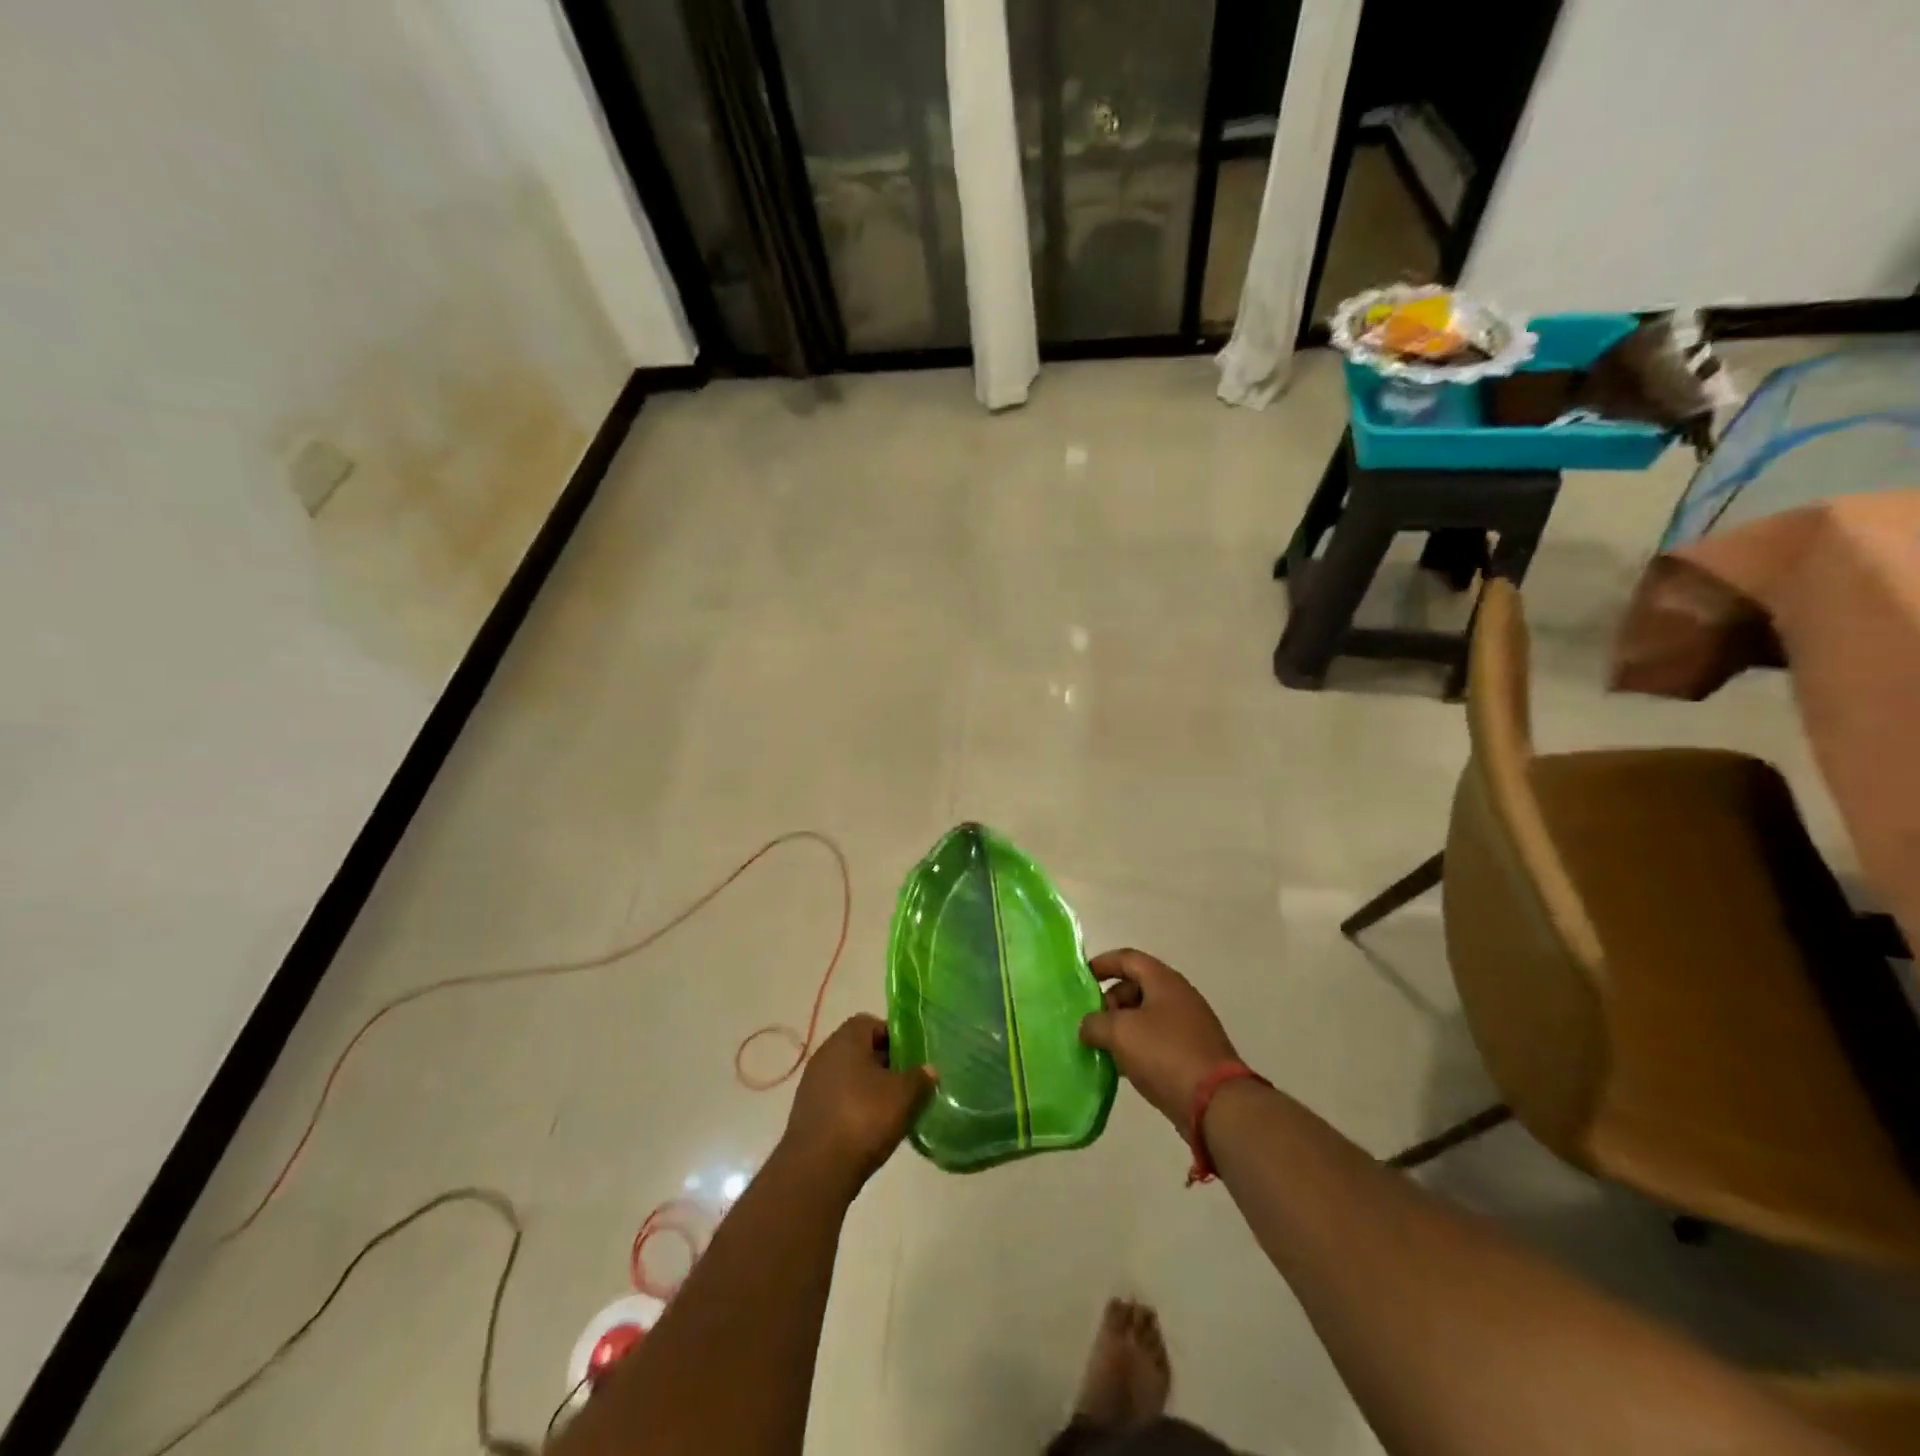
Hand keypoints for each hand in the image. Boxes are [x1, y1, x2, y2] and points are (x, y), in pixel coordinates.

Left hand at [782, 1015, 933, 1190]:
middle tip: (905, 1084)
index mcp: (846, 1040)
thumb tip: (929, 1069)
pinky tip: (868, 1128)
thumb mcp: (903, 1096)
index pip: (871, 1023)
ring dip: (868, 1087)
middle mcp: (825, 1054)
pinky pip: (837, 1098)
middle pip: (859, 1049)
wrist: (817, 1170)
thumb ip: (920, 1078)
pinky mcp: (807, 1112)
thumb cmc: (864, 1118)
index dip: (893, 1037)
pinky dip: (853, 1106)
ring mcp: (812, 1084)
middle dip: (883, 1064)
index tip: (910, 1058)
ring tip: (890, 1109)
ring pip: (848, 1075)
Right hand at [1080, 949, 1240, 1128]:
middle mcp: (1179, 996)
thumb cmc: (1165, 1054)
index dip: (1103, 964)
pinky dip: (1138, 1046)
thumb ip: (1095, 1023)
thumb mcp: (1120, 1033)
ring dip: (1122, 1026)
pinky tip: (1124, 1067)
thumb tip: (1088, 1026)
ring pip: (1146, 1015)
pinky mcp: (1193, 1053)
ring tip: (1103, 1047)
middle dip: (1110, 1001)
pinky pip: (1158, 1039)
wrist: (1216, 1104)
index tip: (1082, 979)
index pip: (1128, 958)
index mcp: (1164, 981)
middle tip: (1092, 1022)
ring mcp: (1189, 1025)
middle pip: (1137, 986)